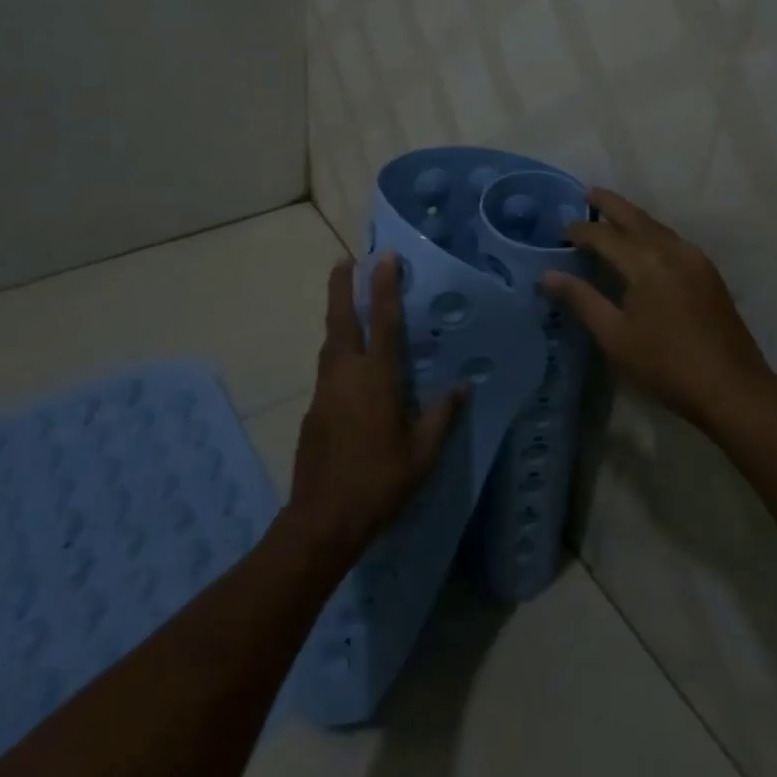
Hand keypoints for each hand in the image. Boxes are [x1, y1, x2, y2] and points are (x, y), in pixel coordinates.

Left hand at [286, 253, 467, 563]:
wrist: (322, 520)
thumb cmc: (380, 484)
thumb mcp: (423, 455)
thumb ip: (442, 416)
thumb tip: (464, 385)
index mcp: (377, 380)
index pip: (382, 321)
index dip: (384, 286)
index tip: (386, 256)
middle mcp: (346, 374)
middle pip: (340, 318)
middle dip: (342, 286)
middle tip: (345, 260)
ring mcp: (324, 390)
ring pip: (330, 341)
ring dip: (337, 314)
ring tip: (347, 300)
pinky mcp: (313, 409)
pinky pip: (327, 366)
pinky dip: (336, 348)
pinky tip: (348, 360)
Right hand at [542, 188, 776, 429]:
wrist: (732, 387)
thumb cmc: (665, 364)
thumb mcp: (614, 336)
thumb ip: (581, 300)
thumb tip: (548, 275)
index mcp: (645, 263)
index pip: (604, 235)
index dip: (580, 231)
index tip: (560, 232)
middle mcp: (671, 250)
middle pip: (635, 217)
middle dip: (609, 204)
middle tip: (587, 193)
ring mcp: (694, 258)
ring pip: (656, 226)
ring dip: (632, 217)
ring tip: (611, 215)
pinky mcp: (707, 271)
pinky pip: (672, 239)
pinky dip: (651, 232)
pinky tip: (644, 243)